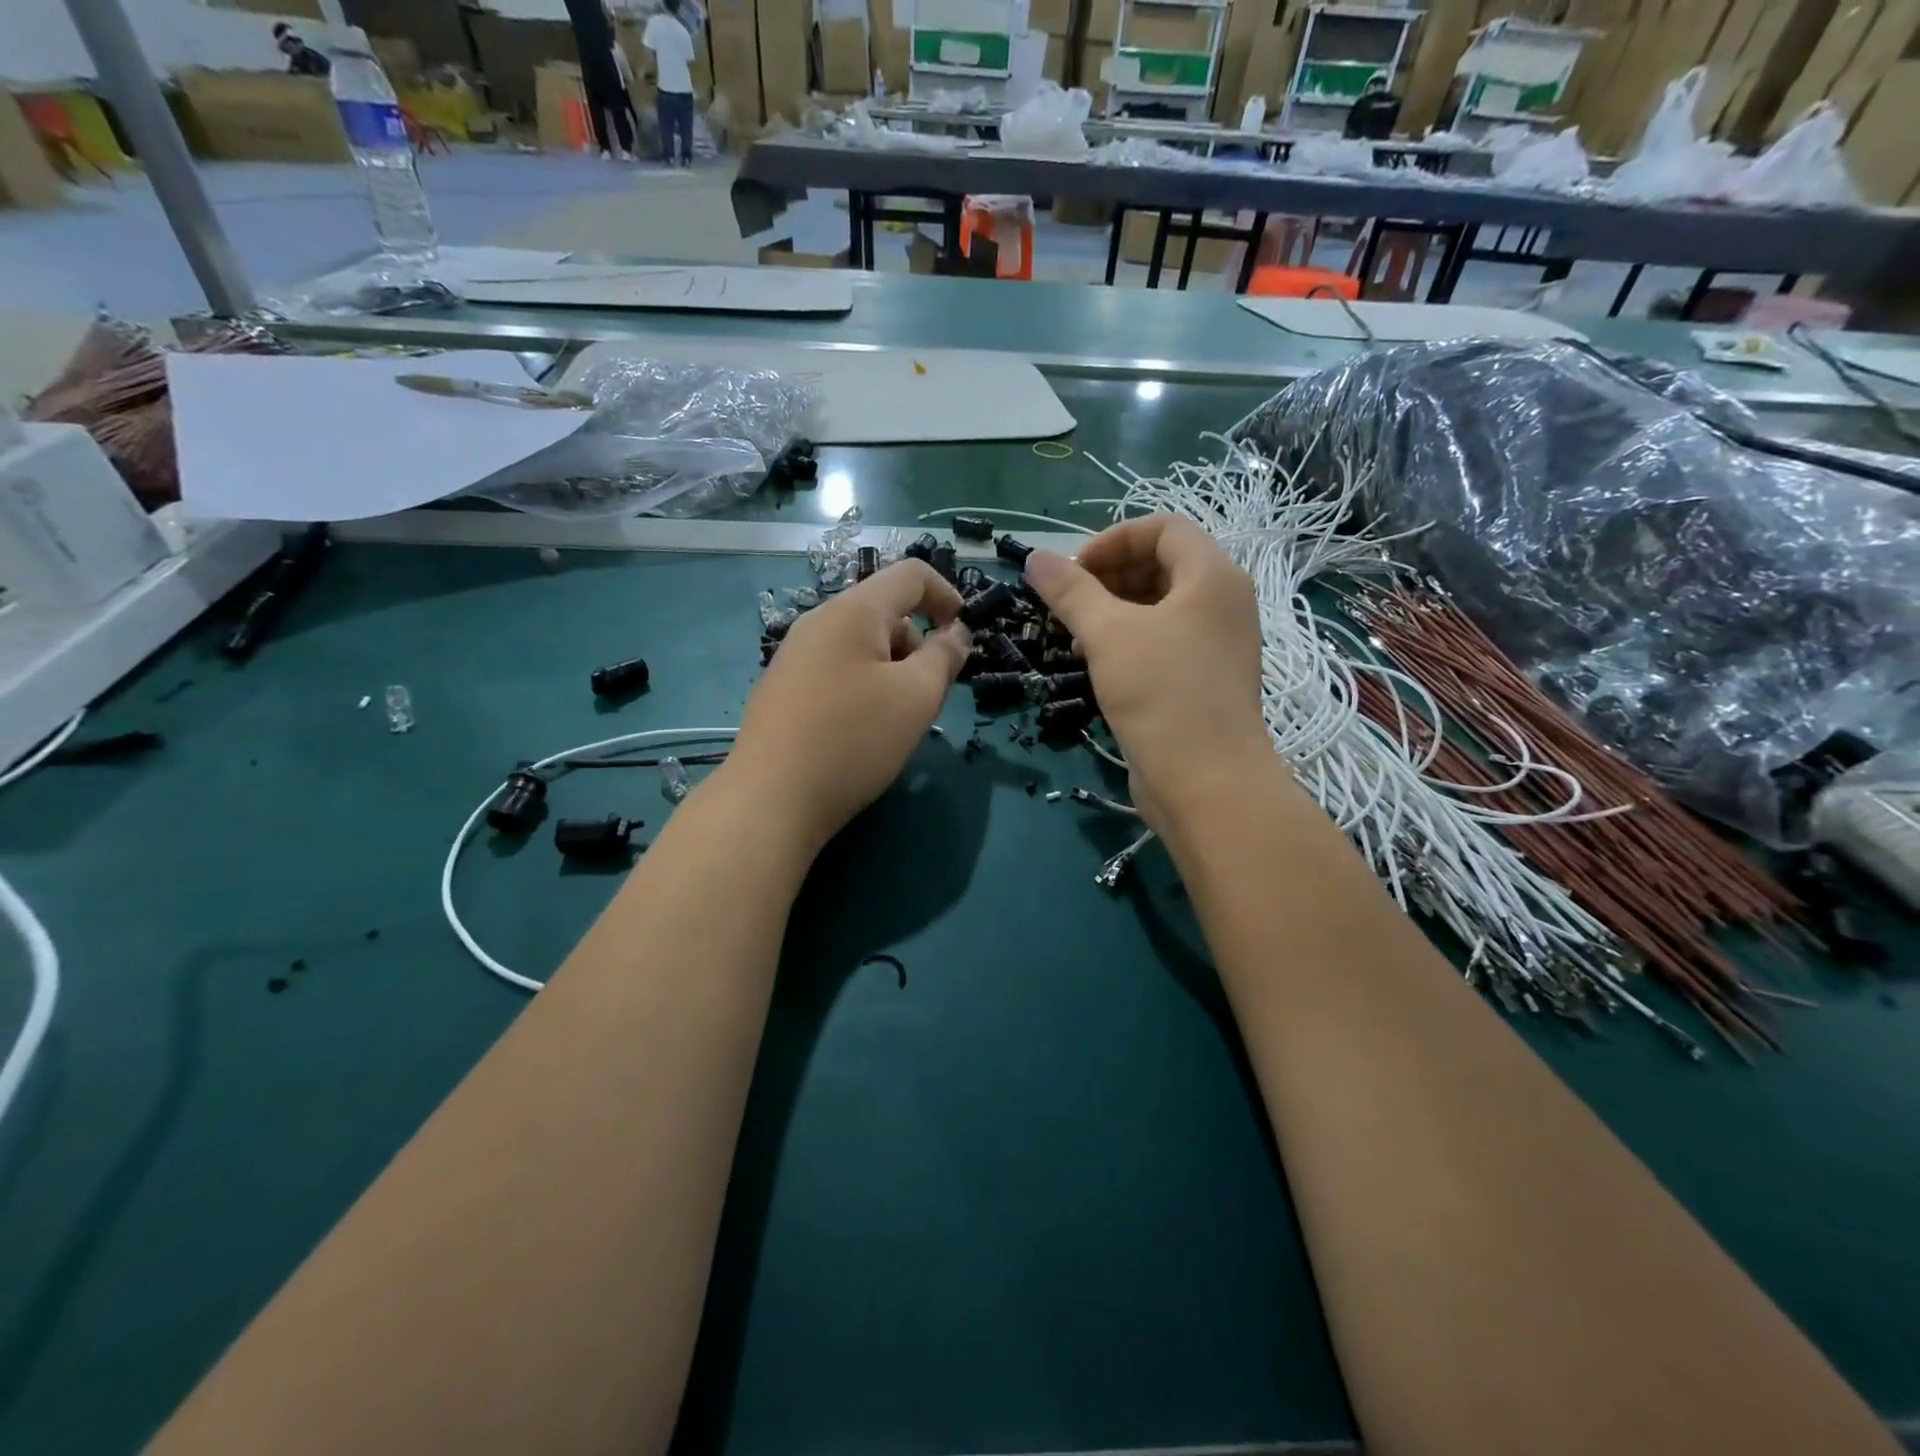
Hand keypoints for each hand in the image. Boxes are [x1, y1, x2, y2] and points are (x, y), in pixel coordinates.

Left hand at [723, 560, 970, 850]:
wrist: (770, 799)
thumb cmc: (853, 740)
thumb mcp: (916, 697)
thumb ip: (944, 657)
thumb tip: (956, 633)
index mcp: (853, 611)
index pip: (910, 574)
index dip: (947, 596)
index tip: (963, 636)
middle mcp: (818, 621)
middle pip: (884, 611)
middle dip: (917, 644)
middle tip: (926, 696)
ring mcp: (794, 655)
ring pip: (860, 644)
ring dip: (891, 669)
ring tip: (893, 721)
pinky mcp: (782, 687)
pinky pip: (836, 669)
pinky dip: (862, 686)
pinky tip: (858, 730)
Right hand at [1024, 515, 1270, 831]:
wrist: (1207, 783)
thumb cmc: (1161, 694)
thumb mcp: (1108, 634)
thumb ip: (1070, 591)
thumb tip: (1034, 557)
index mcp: (1213, 576)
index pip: (1163, 527)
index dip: (1112, 539)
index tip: (1073, 571)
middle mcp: (1222, 602)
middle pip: (1162, 564)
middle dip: (1109, 575)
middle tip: (1069, 603)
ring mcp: (1217, 643)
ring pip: (1160, 605)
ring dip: (1113, 609)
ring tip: (1076, 635)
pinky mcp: (1204, 678)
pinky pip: (1164, 640)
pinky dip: (1129, 640)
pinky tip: (1096, 664)